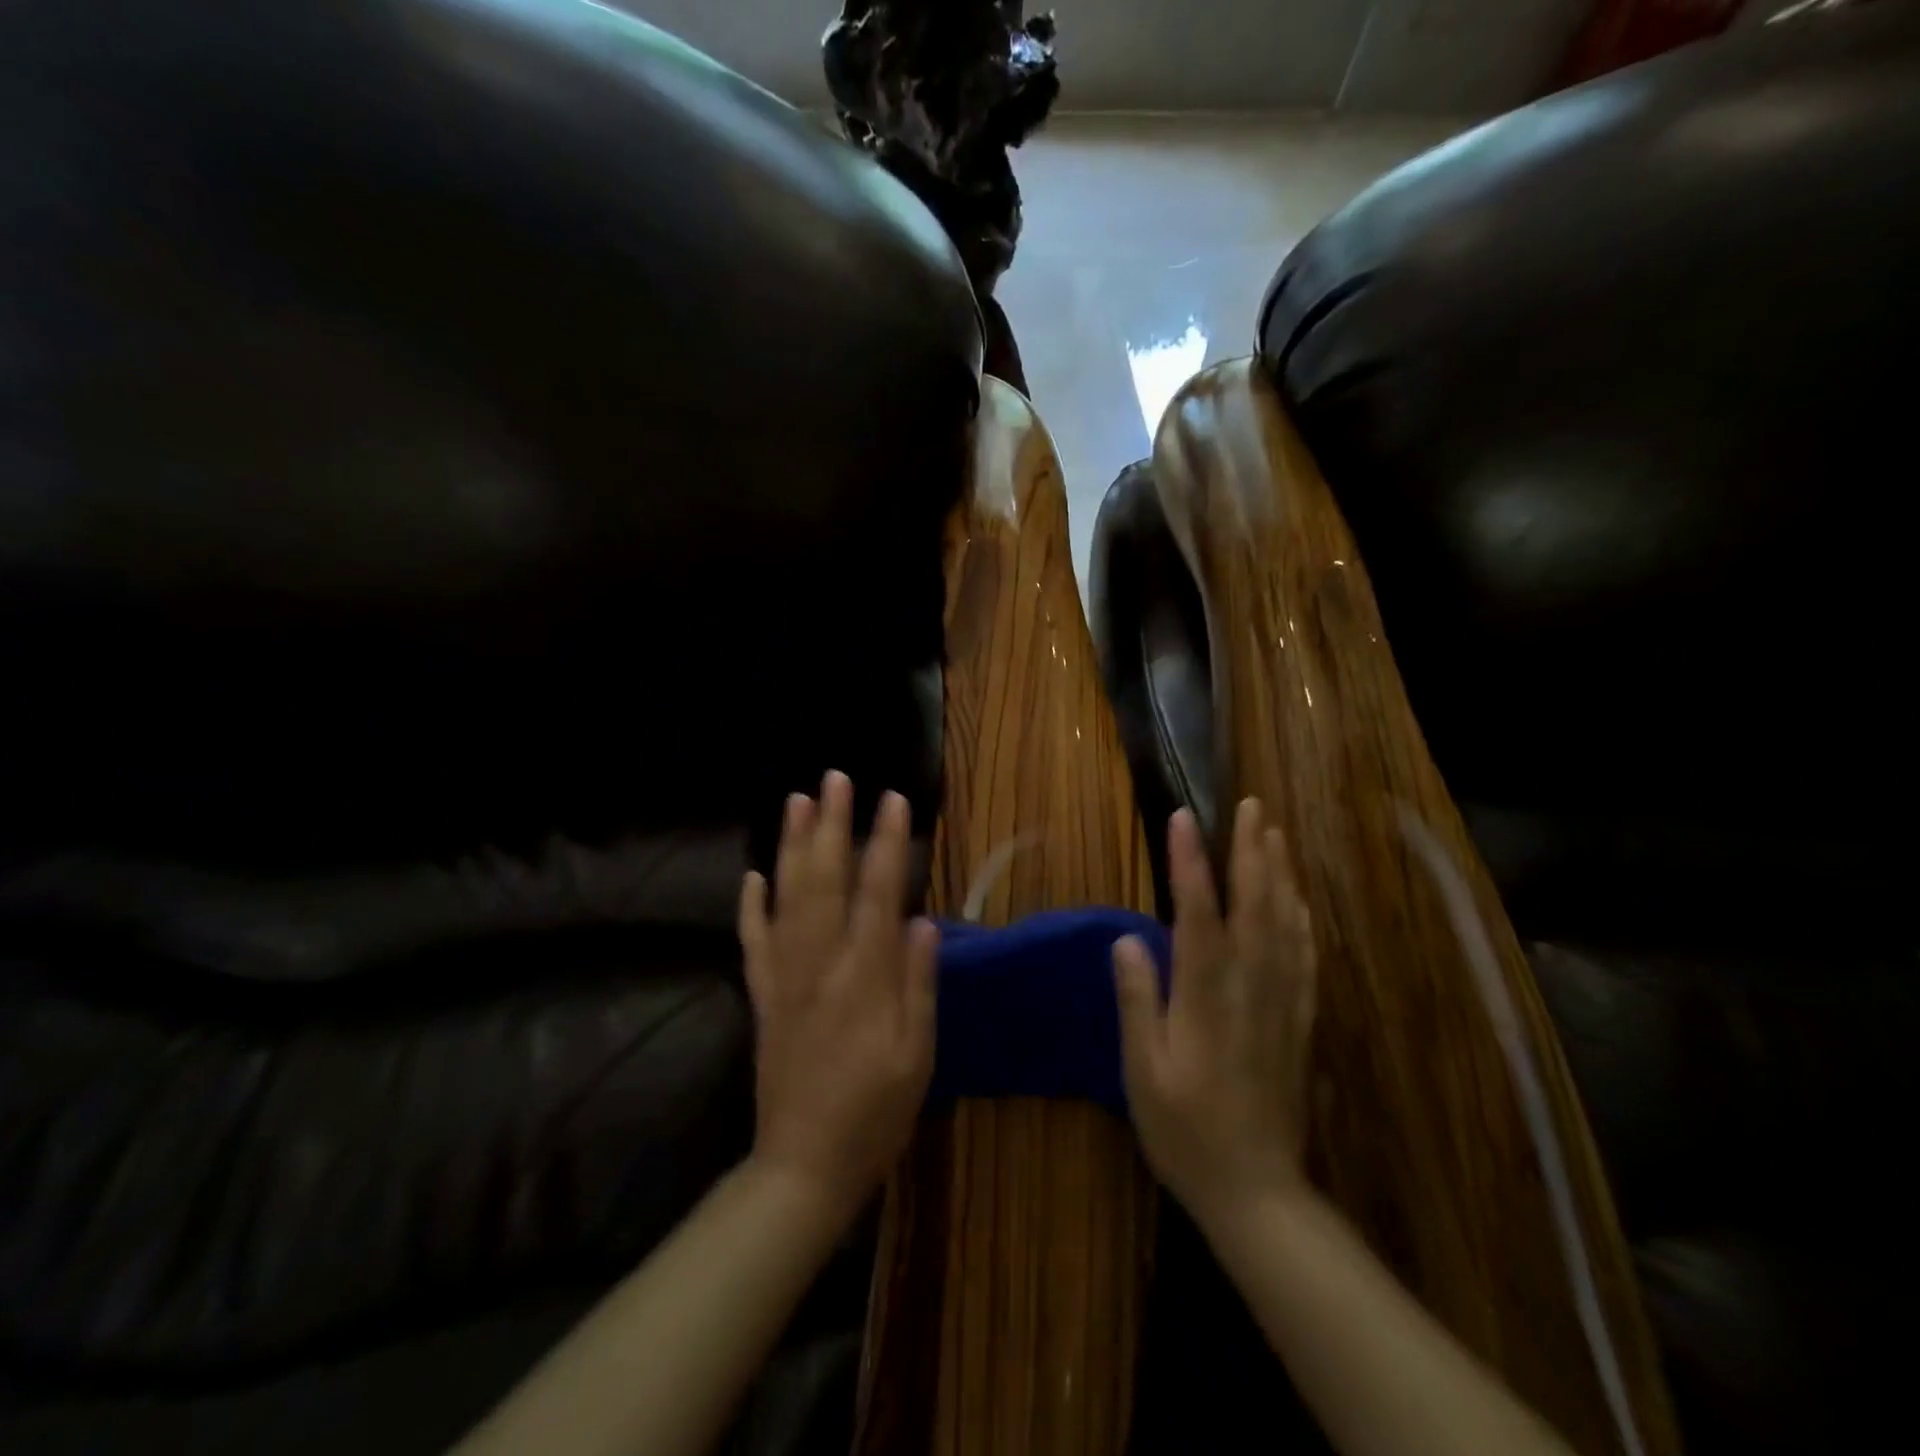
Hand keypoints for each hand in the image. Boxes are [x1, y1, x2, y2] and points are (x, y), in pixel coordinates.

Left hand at [738, 771, 937, 1221]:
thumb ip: (919, 983)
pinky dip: (750, 904)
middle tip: (835, 777)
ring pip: (785, 896)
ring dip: (790, 845)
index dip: (886, 842)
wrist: (804, 1165)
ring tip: (796, 800)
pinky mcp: (762, 996)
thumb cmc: (875, 1112)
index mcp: (866, 976)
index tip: (892, 799)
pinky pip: (752, 940)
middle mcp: (821, 962)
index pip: (879, 891)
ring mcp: (784, 976)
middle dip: (831, 823)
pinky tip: (752, 874)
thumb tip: (923, 920)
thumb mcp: (917, 1055)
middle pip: (825, 878)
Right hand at [1113, 797, 1317, 1227]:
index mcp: (1205, 997)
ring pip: (1285, 924)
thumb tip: (1126, 940)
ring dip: (1280, 874)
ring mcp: (1282, 1003)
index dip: (1190, 863)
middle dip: (1251, 851)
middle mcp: (1249, 988)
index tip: (1184, 818)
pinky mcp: (1300, 1021)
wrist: (1256, 1191)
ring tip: (1275, 833)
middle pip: (1254, 906)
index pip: (1198, 914)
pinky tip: (1298, 899)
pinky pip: (1305, 958)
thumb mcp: (1143, 1072)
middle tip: (1251, 806)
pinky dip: (1302, 919)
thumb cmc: (1185, 1131)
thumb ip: (1137, 1002)